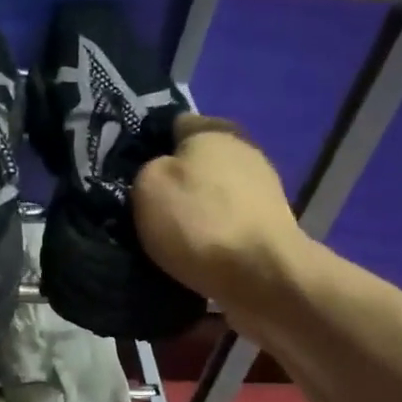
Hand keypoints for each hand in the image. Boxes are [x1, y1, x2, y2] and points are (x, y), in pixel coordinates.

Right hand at [133, 114, 308, 313]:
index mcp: (214, 129)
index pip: (173, 125)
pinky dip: (213, 236)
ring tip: (169, 238)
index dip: (149, 147)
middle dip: (174, 182)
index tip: (131, 175)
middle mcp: (244, 150)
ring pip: (213, 195)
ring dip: (195, 212)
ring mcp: (263, 189)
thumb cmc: (199, 221)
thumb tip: (157, 173)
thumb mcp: (148, 185)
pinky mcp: (270, 226)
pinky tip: (197, 254)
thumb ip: (147, 169)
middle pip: (196, 162)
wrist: (261, 275)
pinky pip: (228, 224)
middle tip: (145, 209)